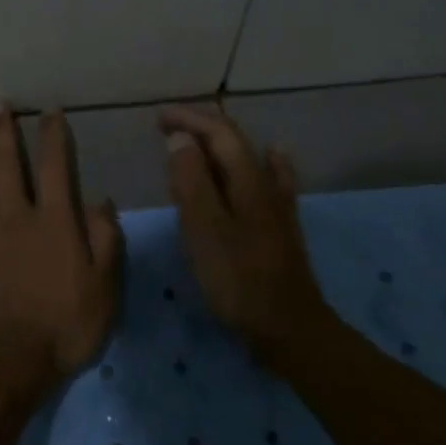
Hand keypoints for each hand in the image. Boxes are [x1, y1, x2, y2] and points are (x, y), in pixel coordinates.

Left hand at [0, 107, 122, 383]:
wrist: (7, 359)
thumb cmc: (64, 326)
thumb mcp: (105, 287)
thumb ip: (106, 240)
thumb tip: (101, 200)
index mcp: (55, 222)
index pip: (56, 168)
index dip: (53, 136)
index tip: (48, 110)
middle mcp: (17, 217)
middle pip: (9, 165)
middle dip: (3, 130)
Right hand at [160, 105, 334, 363]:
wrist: (287, 327)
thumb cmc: (238, 279)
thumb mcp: (204, 229)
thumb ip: (191, 181)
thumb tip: (180, 138)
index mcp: (248, 180)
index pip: (219, 133)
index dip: (189, 119)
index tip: (157, 117)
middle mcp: (266, 185)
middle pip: (235, 143)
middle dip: (201, 129)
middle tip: (166, 128)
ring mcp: (277, 207)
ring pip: (248, 161)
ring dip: (219, 147)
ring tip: (195, 144)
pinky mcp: (280, 228)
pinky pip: (268, 180)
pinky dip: (260, 163)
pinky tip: (272, 158)